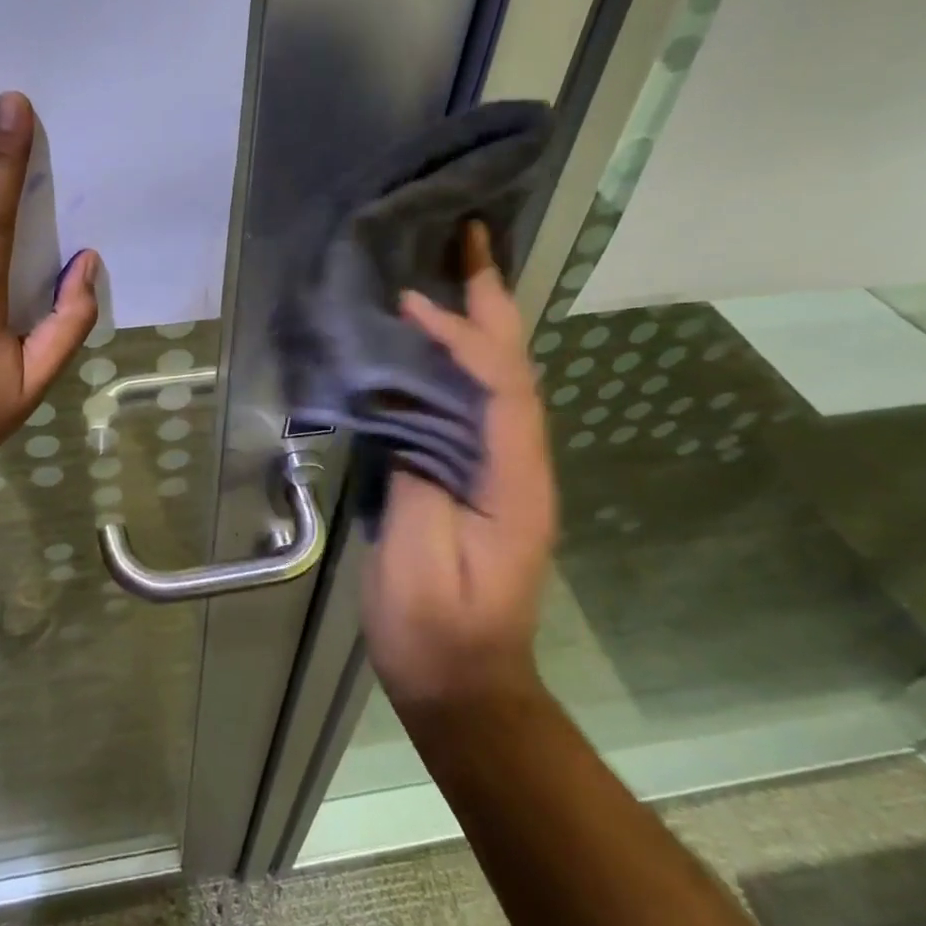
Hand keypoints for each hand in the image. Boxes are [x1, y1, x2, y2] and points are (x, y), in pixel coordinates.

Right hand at [362, 222, 557, 713]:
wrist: (464, 687)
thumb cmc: (436, 632)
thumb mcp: (417, 560)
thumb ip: (415, 477)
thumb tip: (404, 410)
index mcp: (514, 484)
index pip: (500, 390)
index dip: (462, 338)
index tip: (415, 303)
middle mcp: (520, 465)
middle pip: (514, 368)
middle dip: (493, 301)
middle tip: (472, 238)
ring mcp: (503, 469)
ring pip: (499, 379)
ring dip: (480, 319)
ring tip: (452, 268)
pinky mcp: (478, 475)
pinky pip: (474, 401)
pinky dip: (458, 357)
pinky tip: (430, 339)